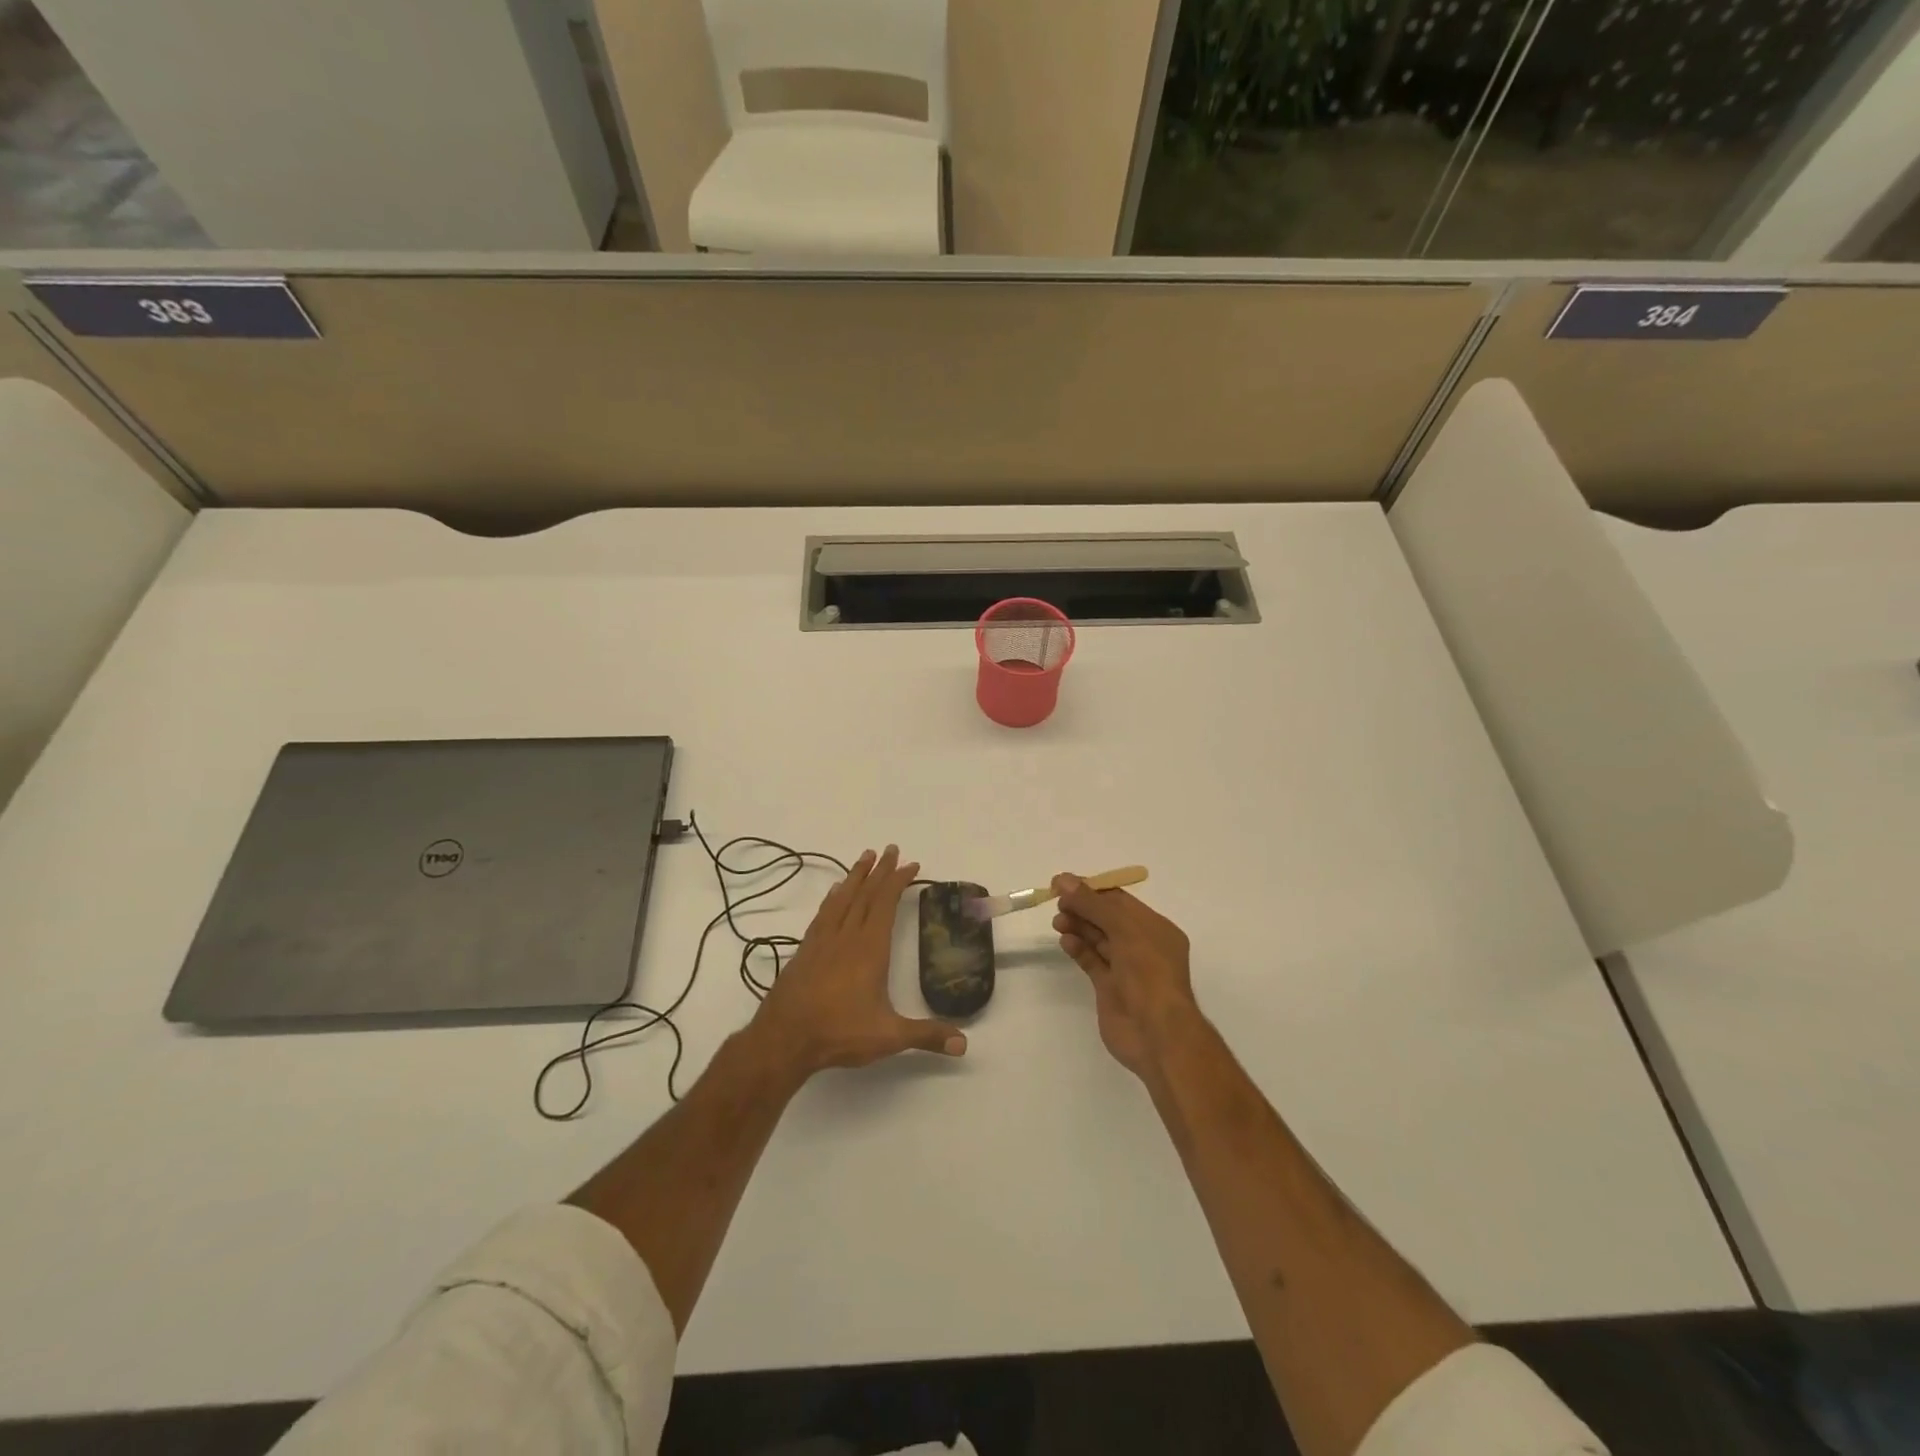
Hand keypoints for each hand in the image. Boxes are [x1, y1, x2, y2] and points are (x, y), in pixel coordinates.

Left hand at [752, 846, 967, 1081]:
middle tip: (892, 849)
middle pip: (865, 894)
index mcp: (870, 948)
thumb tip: (964, 1044)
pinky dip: (833, 897)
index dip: (898, 881)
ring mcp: (823, 941)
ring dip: (856, 876)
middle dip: (880, 870)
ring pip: (842, 898)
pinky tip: (835, 891)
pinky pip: (823, 913)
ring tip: (865, 856)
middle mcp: (847, 936)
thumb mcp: (889, 1037)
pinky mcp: (805, 950)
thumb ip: (927, 1036)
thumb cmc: (839, 1033)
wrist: (784, 1038)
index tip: (911, 865)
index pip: (886, 904)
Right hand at [1052, 874, 1198, 1078]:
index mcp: (1156, 928)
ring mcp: (1126, 968)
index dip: (1093, 890)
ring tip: (1058, 921)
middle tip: (1057, 902)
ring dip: (1078, 926)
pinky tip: (1065, 941)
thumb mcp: (1124, 929)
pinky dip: (1078, 949)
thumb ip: (1093, 904)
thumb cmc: (1148, 973)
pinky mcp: (1110, 988)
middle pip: (1107, 918)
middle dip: (1083, 908)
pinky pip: (1092, 961)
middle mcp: (1142, 946)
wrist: (1156, 1034)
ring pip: (1098, 939)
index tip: (1064, 883)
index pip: (1120, 901)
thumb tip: (1064, 880)